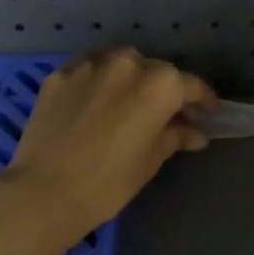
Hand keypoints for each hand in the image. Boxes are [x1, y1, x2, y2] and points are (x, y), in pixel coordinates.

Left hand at [0, 49, 215, 238]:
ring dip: (130, 79)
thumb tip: (195, 133)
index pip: (191, 86)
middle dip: (165, 90)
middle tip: (167, 113)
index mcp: (159, 84)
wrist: (44, 191)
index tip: (208, 114)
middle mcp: (127, 64)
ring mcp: (90, 65)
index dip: (203, 101)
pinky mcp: (60, 74)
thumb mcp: (151, 160)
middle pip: (156, 71)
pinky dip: (98, 81)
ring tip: (129, 102)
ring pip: (120, 64)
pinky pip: (89, 71)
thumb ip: (175, 137)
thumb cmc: (109, 181)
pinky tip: (96, 101)